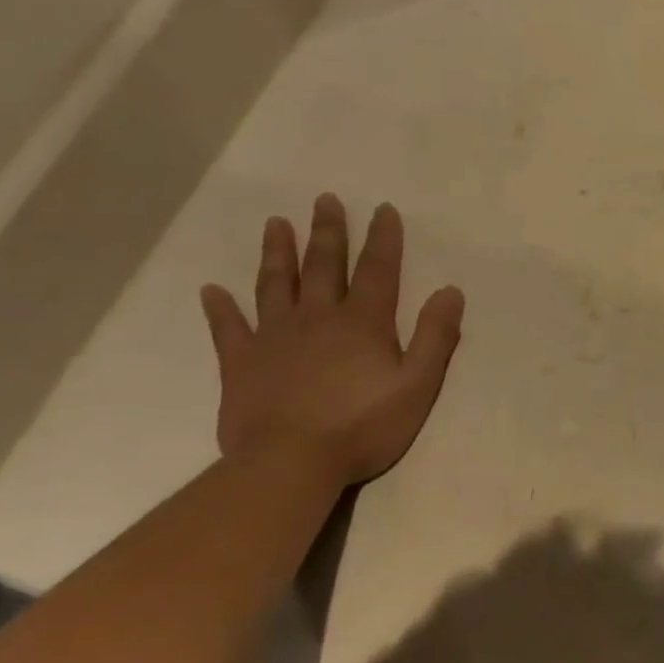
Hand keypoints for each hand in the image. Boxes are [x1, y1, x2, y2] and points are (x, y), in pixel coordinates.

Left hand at [199, 195, 463, 485]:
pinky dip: (220, 308)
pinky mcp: (241, 363)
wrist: (291, 462)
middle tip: (324, 200)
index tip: (382, 209)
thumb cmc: (363, 425)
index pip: (378, 270)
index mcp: (363, 323)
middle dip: (328, 232)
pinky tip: (212, 290)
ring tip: (276, 224)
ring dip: (278, 253)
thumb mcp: (418, 384)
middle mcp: (318, 318)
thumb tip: (450, 291)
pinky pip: (228, 329)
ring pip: (276, 285)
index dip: (383, 238)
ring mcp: (274, 337)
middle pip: (324, 266)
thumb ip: (436, 337)